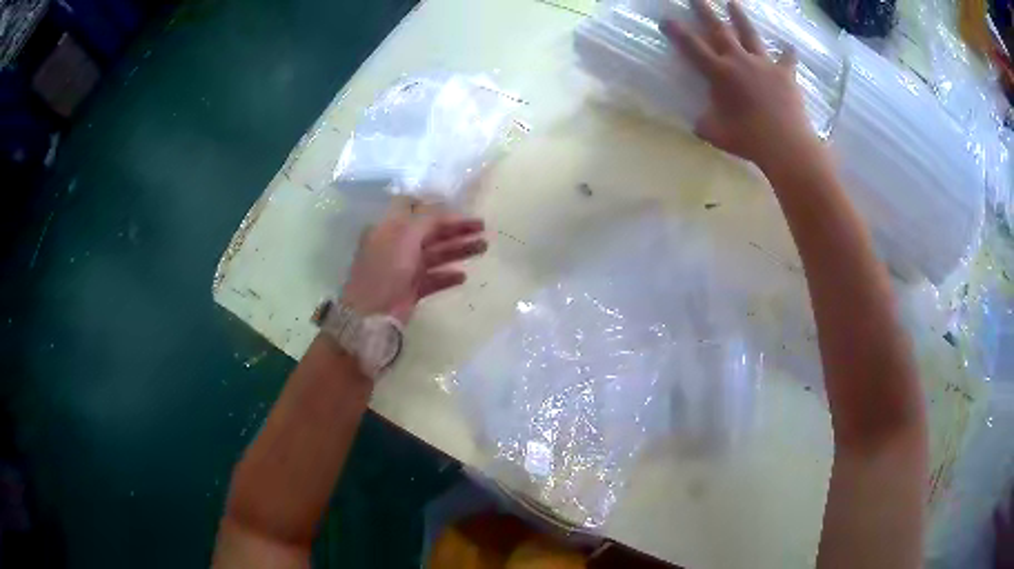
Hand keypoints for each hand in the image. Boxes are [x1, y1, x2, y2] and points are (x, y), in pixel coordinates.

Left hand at [340, 199, 486, 322]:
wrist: (372, 314)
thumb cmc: (386, 268)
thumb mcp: (406, 235)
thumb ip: (427, 218)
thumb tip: (444, 208)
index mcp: (389, 228)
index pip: (412, 209)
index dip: (436, 207)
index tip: (459, 208)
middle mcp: (396, 245)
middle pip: (429, 232)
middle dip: (455, 228)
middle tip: (482, 227)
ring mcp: (403, 269)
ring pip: (435, 255)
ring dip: (458, 250)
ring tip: (483, 248)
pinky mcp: (410, 290)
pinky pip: (433, 279)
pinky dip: (447, 276)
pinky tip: (463, 276)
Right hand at [662, 0, 821, 172]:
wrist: (786, 145)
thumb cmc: (747, 139)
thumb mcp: (715, 133)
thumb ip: (704, 123)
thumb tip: (699, 122)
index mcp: (719, 73)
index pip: (692, 47)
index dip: (678, 32)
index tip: (666, 18)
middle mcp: (739, 61)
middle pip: (720, 30)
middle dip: (706, 11)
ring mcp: (764, 65)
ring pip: (750, 34)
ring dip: (740, 17)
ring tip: (733, 2)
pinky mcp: (785, 74)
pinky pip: (787, 59)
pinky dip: (788, 53)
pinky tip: (790, 46)